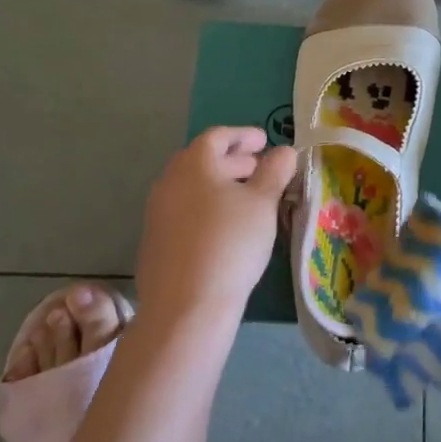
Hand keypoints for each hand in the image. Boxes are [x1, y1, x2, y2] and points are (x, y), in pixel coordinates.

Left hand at [135, 127, 296, 326]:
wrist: (186, 306)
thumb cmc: (230, 242)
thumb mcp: (263, 203)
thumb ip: (275, 171)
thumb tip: (284, 151)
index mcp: (193, 165)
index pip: (217, 136)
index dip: (243, 135)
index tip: (265, 141)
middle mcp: (169, 182)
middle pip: (202, 160)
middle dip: (234, 161)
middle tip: (261, 169)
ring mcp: (158, 214)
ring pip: (193, 187)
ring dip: (221, 185)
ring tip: (249, 199)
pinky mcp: (156, 242)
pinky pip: (185, 212)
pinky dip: (207, 208)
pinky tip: (227, 228)